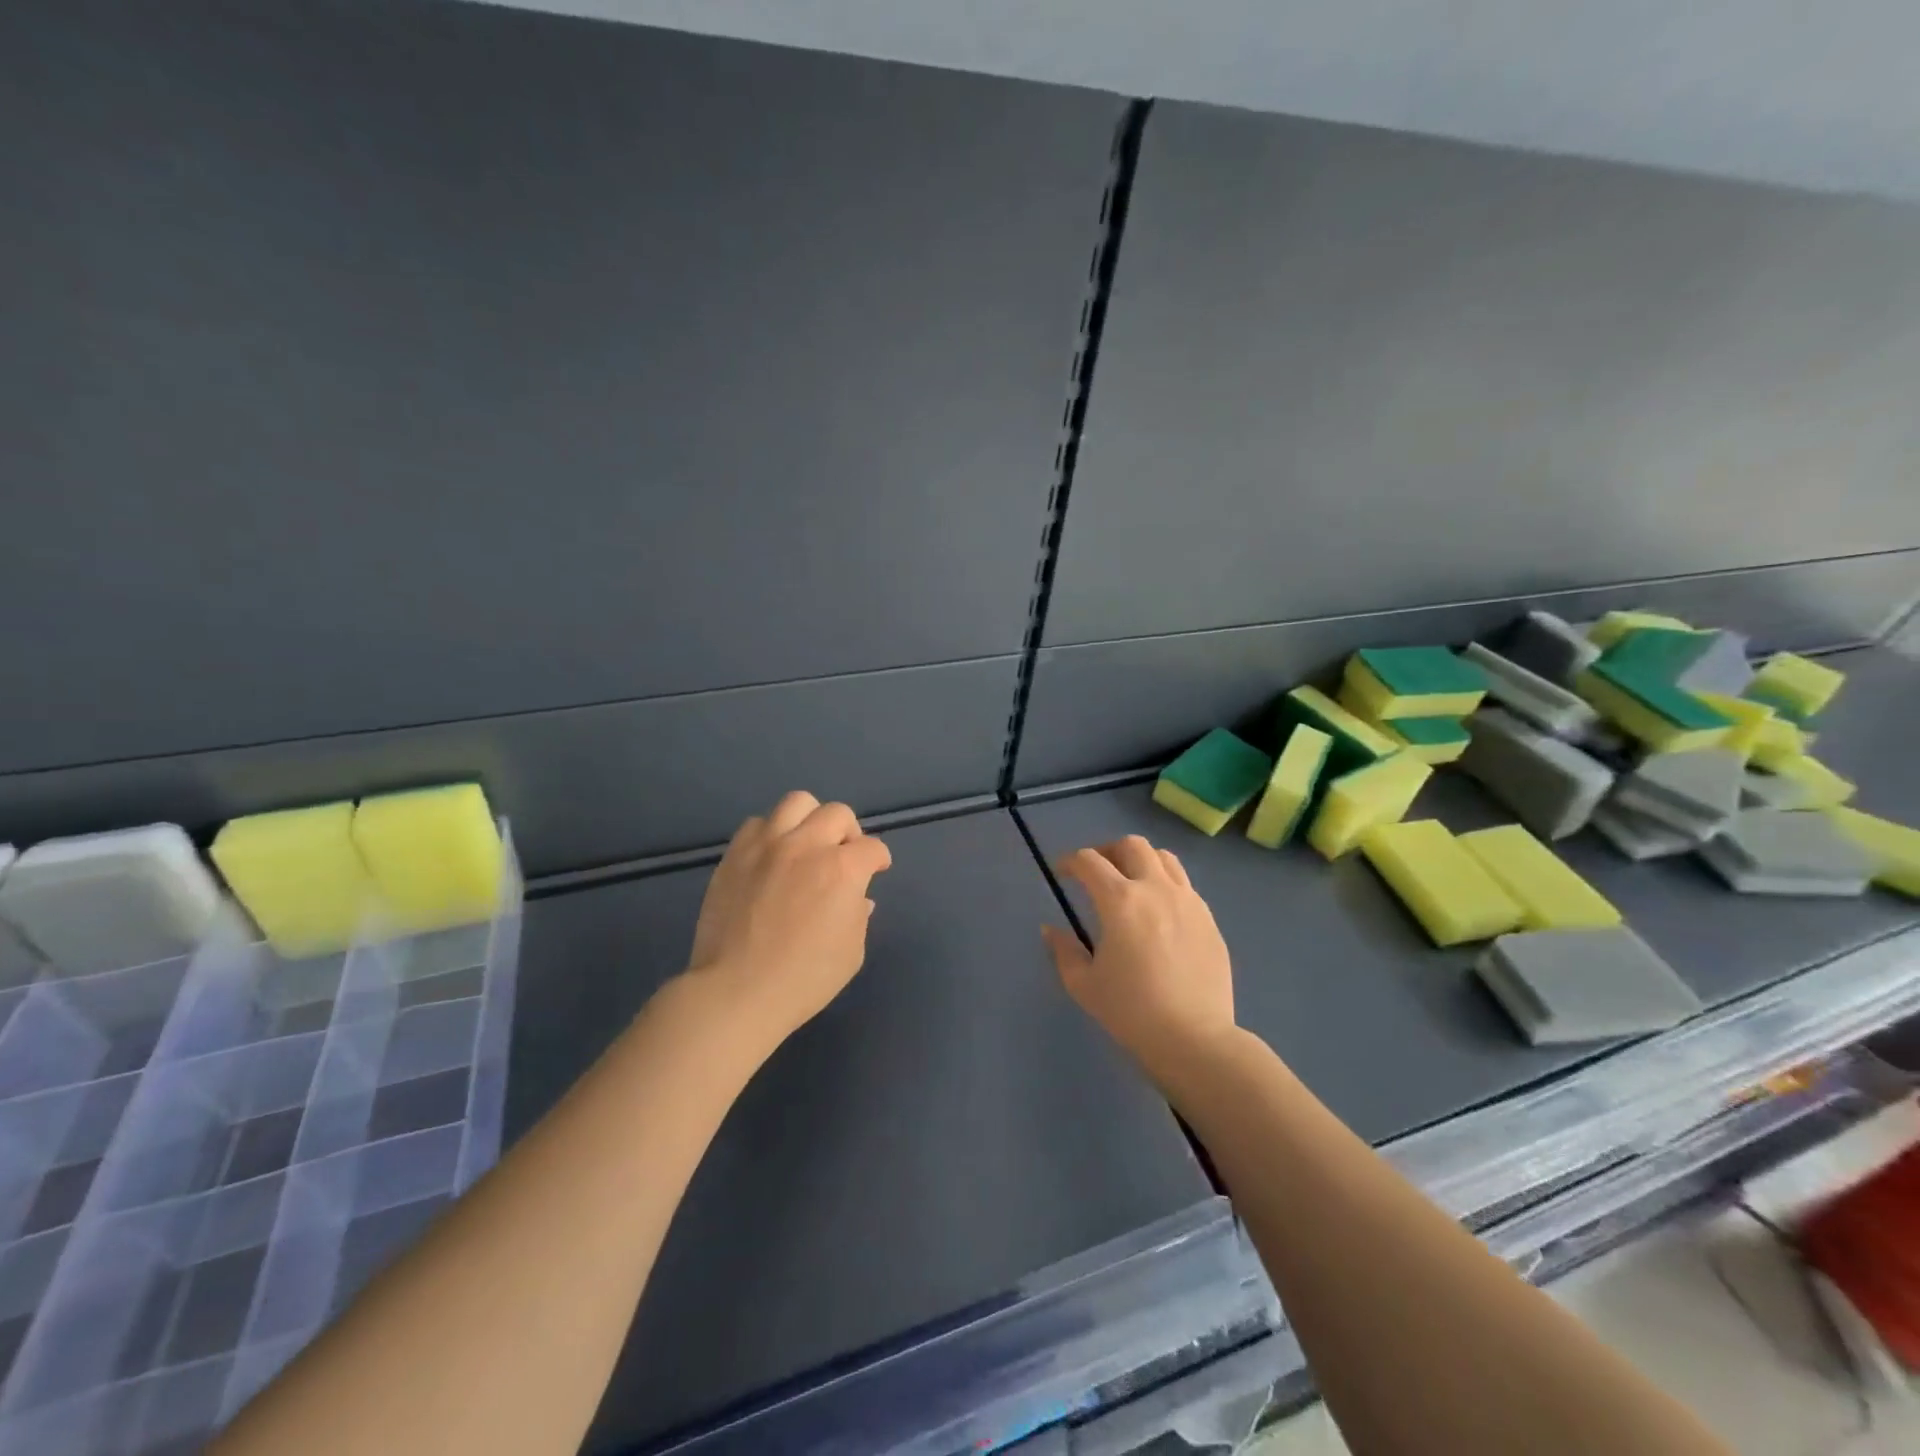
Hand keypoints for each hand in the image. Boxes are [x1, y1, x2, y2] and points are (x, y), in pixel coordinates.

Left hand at [686, 791, 892, 1048]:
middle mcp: (807, 845)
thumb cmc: (804, 979)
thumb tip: (857, 899)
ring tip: (806, 844)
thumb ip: (858, 916)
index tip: (876, 870)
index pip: (872, 848)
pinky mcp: (736, 854)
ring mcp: (767, 845)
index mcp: (842, 869)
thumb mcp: (851, 952)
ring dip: (810, 820)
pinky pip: (757, 823)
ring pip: (797, 803)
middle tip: (842, 857)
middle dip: (848, 833)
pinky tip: (771, 857)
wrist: (737, 991)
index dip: (878, 860)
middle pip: (838, 813)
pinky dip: (771, 833)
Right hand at [1043, 835, 1235, 1082]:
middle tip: (1097, 872)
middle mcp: (1156, 889)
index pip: (1090, 861)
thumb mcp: (1084, 985)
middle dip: (1108, 851)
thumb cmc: (1131, 1012)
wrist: (1195, 1039)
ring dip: (1141, 861)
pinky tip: (1159, 912)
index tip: (1062, 873)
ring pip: (1164, 858)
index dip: (1070, 861)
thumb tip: (1051, 930)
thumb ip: (1063, 951)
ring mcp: (1188, 901)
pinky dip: (1165, 884)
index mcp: (1120, 900)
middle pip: (1131, 845)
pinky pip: (1185, 885)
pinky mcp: (1209, 919)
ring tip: (1131, 883)